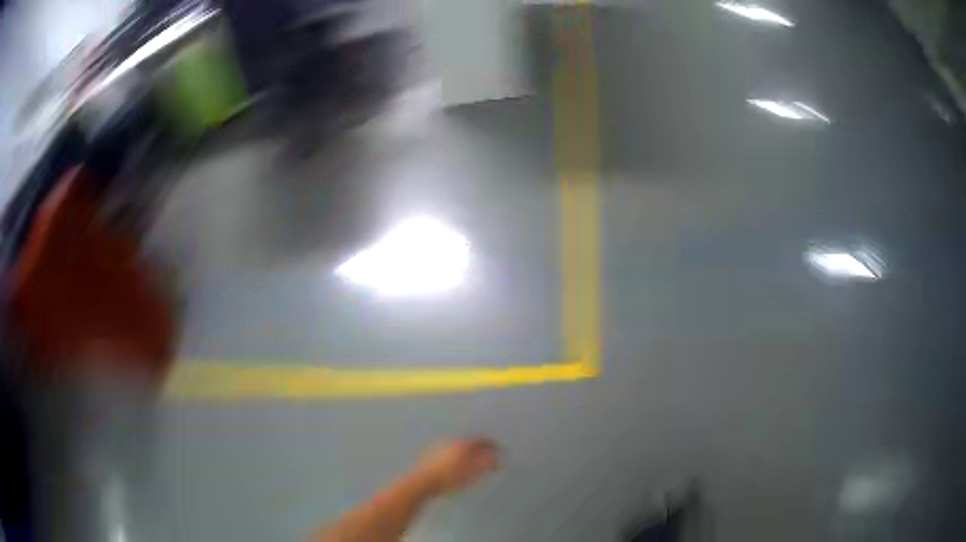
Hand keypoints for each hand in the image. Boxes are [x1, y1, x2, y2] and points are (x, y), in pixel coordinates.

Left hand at [413, 437, 499, 494]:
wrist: (423, 482)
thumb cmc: (451, 478)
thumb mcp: (473, 472)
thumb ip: (487, 463)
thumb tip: (496, 457)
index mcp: (464, 444)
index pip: (482, 440)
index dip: (492, 445)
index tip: (500, 450)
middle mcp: (452, 442)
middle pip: (470, 443)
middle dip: (480, 449)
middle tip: (487, 457)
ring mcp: (440, 447)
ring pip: (459, 448)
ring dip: (468, 453)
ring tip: (473, 463)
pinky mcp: (430, 455)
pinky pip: (449, 453)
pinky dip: (457, 457)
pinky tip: (456, 466)